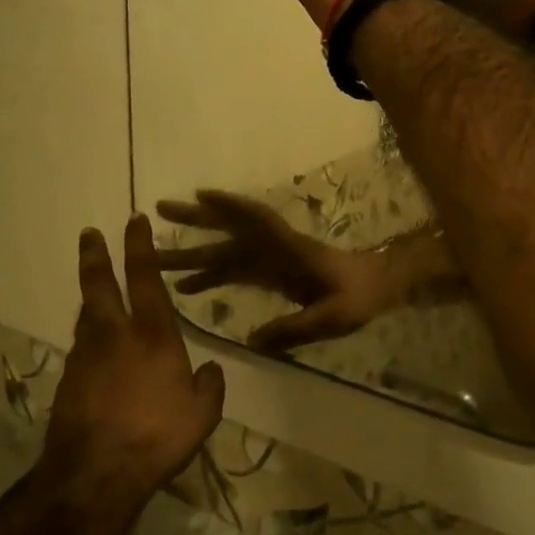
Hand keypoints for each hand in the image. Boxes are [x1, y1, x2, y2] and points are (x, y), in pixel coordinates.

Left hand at [43, 216, 226, 522]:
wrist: (94, 476)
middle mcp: (114, 336)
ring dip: (90, 296)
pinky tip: (93, 348)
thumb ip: (209, 386)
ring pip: (86, 315)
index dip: (140, 247)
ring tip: (93, 288)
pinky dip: (87, 337)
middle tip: (89, 234)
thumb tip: (211, 369)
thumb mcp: (202, 414)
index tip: (134, 220)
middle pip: (99, 285)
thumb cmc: (156, 436)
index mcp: (151, 335)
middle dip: (95, 256)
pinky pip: (80, 348)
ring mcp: (86, 358)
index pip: (145, 278)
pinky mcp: (68, 383)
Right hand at [157, 191, 399, 353]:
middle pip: (230, 231)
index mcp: (290, 250)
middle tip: (159, 209)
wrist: (377, 288)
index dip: (230, 206)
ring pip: (226, 251)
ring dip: (194, 251)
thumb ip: (295, 328)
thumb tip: (251, 341)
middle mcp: (274, 249)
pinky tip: (187, 287)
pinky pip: (234, 272)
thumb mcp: (332, 317)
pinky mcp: (271, 274)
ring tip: (157, 254)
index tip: (200, 194)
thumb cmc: (358, 297)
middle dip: (196, 219)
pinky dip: (210, 276)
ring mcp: (271, 261)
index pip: (257, 221)